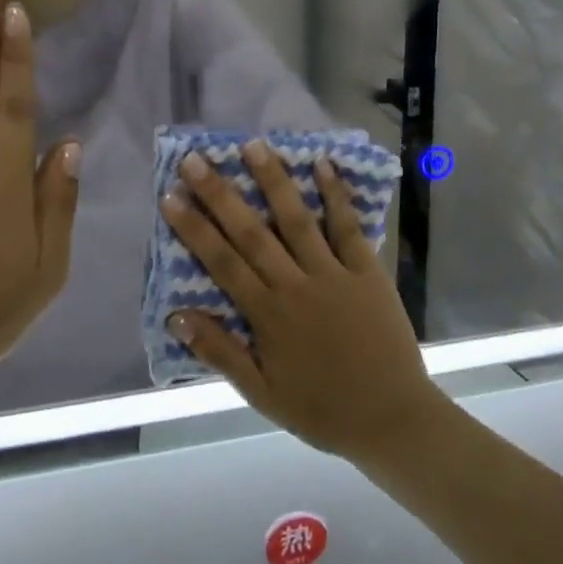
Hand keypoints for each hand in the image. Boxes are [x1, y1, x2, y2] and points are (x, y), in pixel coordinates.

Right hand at [161, 141, 445, 462]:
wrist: (391, 419)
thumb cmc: (321, 409)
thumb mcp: (262, 393)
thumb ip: (220, 352)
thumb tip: (177, 316)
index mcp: (267, 315)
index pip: (221, 262)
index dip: (194, 228)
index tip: (171, 196)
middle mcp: (295, 285)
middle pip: (251, 232)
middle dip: (221, 194)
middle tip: (197, 158)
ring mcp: (333, 273)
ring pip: (297, 219)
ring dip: (274, 181)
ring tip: (253, 145)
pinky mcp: (367, 270)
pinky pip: (348, 227)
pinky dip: (336, 195)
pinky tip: (323, 164)